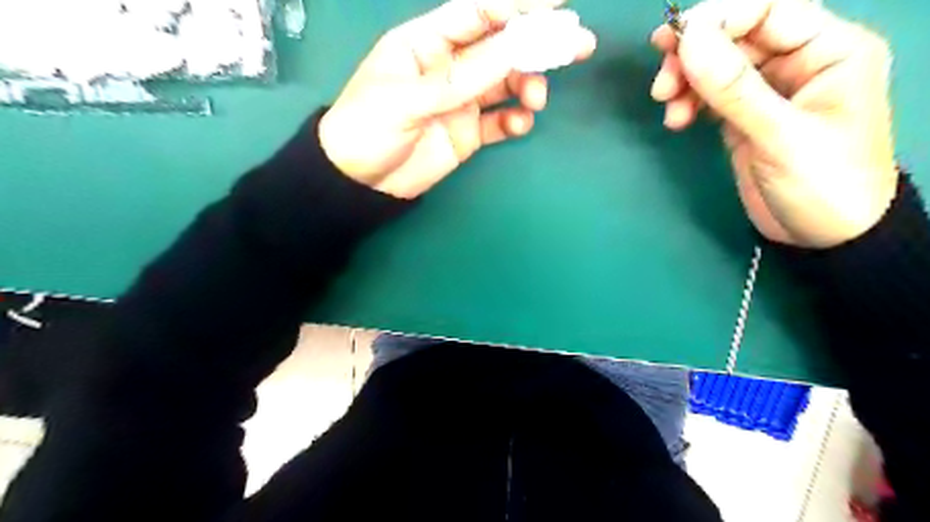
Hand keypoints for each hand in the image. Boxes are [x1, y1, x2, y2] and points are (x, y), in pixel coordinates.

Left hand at [320, 0, 594, 196]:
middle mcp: (449, 67)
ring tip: (536, 100)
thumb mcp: (407, 99)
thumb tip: (513, 48)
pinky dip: (514, 121)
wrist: (360, 183)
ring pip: (506, 83)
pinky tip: (519, 125)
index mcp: (426, 44)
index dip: (517, 6)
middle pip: (500, 47)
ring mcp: (461, 101)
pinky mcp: (468, 132)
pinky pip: (499, 121)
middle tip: (578, 45)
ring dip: (528, 86)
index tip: (558, 5)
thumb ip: (460, 78)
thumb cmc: (368, 129)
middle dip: (537, 45)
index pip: (477, 14)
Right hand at [648, 0, 897, 246]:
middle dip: (694, 56)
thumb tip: (688, 40)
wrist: (824, 236)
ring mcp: (768, 91)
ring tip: (667, 107)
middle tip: (661, 84)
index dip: (718, 19)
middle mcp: (798, 61)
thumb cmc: (822, 183)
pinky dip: (689, 102)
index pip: (768, 10)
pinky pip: (710, 95)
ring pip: (717, 66)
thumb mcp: (780, 135)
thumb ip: (734, 88)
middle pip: (736, 36)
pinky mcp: (745, 116)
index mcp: (828, 49)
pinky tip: (677, 120)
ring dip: (686, 81)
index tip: (673, 44)